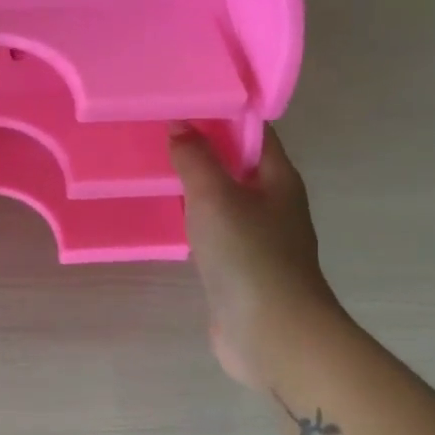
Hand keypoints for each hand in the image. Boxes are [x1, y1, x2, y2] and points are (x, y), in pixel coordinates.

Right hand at [169, 124, 339, 388]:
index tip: (182, 100)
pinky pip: (215, 233)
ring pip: (225, 200)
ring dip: (196, 187)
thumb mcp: (215, 196)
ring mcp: (259, 239)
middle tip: (159, 134)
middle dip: (203, 149)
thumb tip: (180, 124)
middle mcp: (274, 204)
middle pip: (237, 165)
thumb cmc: (248, 255)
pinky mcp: (241, 269)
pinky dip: (194, 222)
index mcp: (278, 178)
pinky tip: (168, 220)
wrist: (272, 333)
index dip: (222, 113)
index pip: (253, 131)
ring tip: (156, 170)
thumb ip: (195, 158)